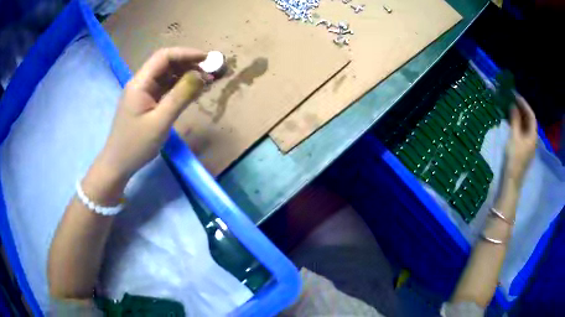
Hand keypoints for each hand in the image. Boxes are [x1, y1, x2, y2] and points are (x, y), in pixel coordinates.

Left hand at [91, 48, 210, 188]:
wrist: (118, 164)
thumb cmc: (136, 145)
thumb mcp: (160, 122)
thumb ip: (180, 96)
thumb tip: (201, 75)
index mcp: (140, 83)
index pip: (164, 57)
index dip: (187, 54)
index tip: (208, 59)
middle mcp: (141, 82)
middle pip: (166, 63)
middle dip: (189, 64)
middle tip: (210, 72)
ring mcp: (143, 92)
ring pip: (166, 75)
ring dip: (186, 75)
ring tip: (205, 81)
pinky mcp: (146, 101)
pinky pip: (164, 88)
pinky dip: (179, 87)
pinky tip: (192, 91)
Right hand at [504, 95, 536, 186]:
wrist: (511, 181)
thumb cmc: (514, 159)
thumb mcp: (514, 137)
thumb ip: (515, 120)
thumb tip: (513, 105)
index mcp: (533, 136)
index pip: (531, 116)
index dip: (524, 104)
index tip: (515, 95)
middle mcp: (533, 140)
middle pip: (530, 121)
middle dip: (522, 110)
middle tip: (512, 101)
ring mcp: (529, 146)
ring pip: (526, 127)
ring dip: (520, 117)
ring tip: (511, 110)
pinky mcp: (524, 150)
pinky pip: (523, 133)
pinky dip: (518, 125)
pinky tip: (512, 123)